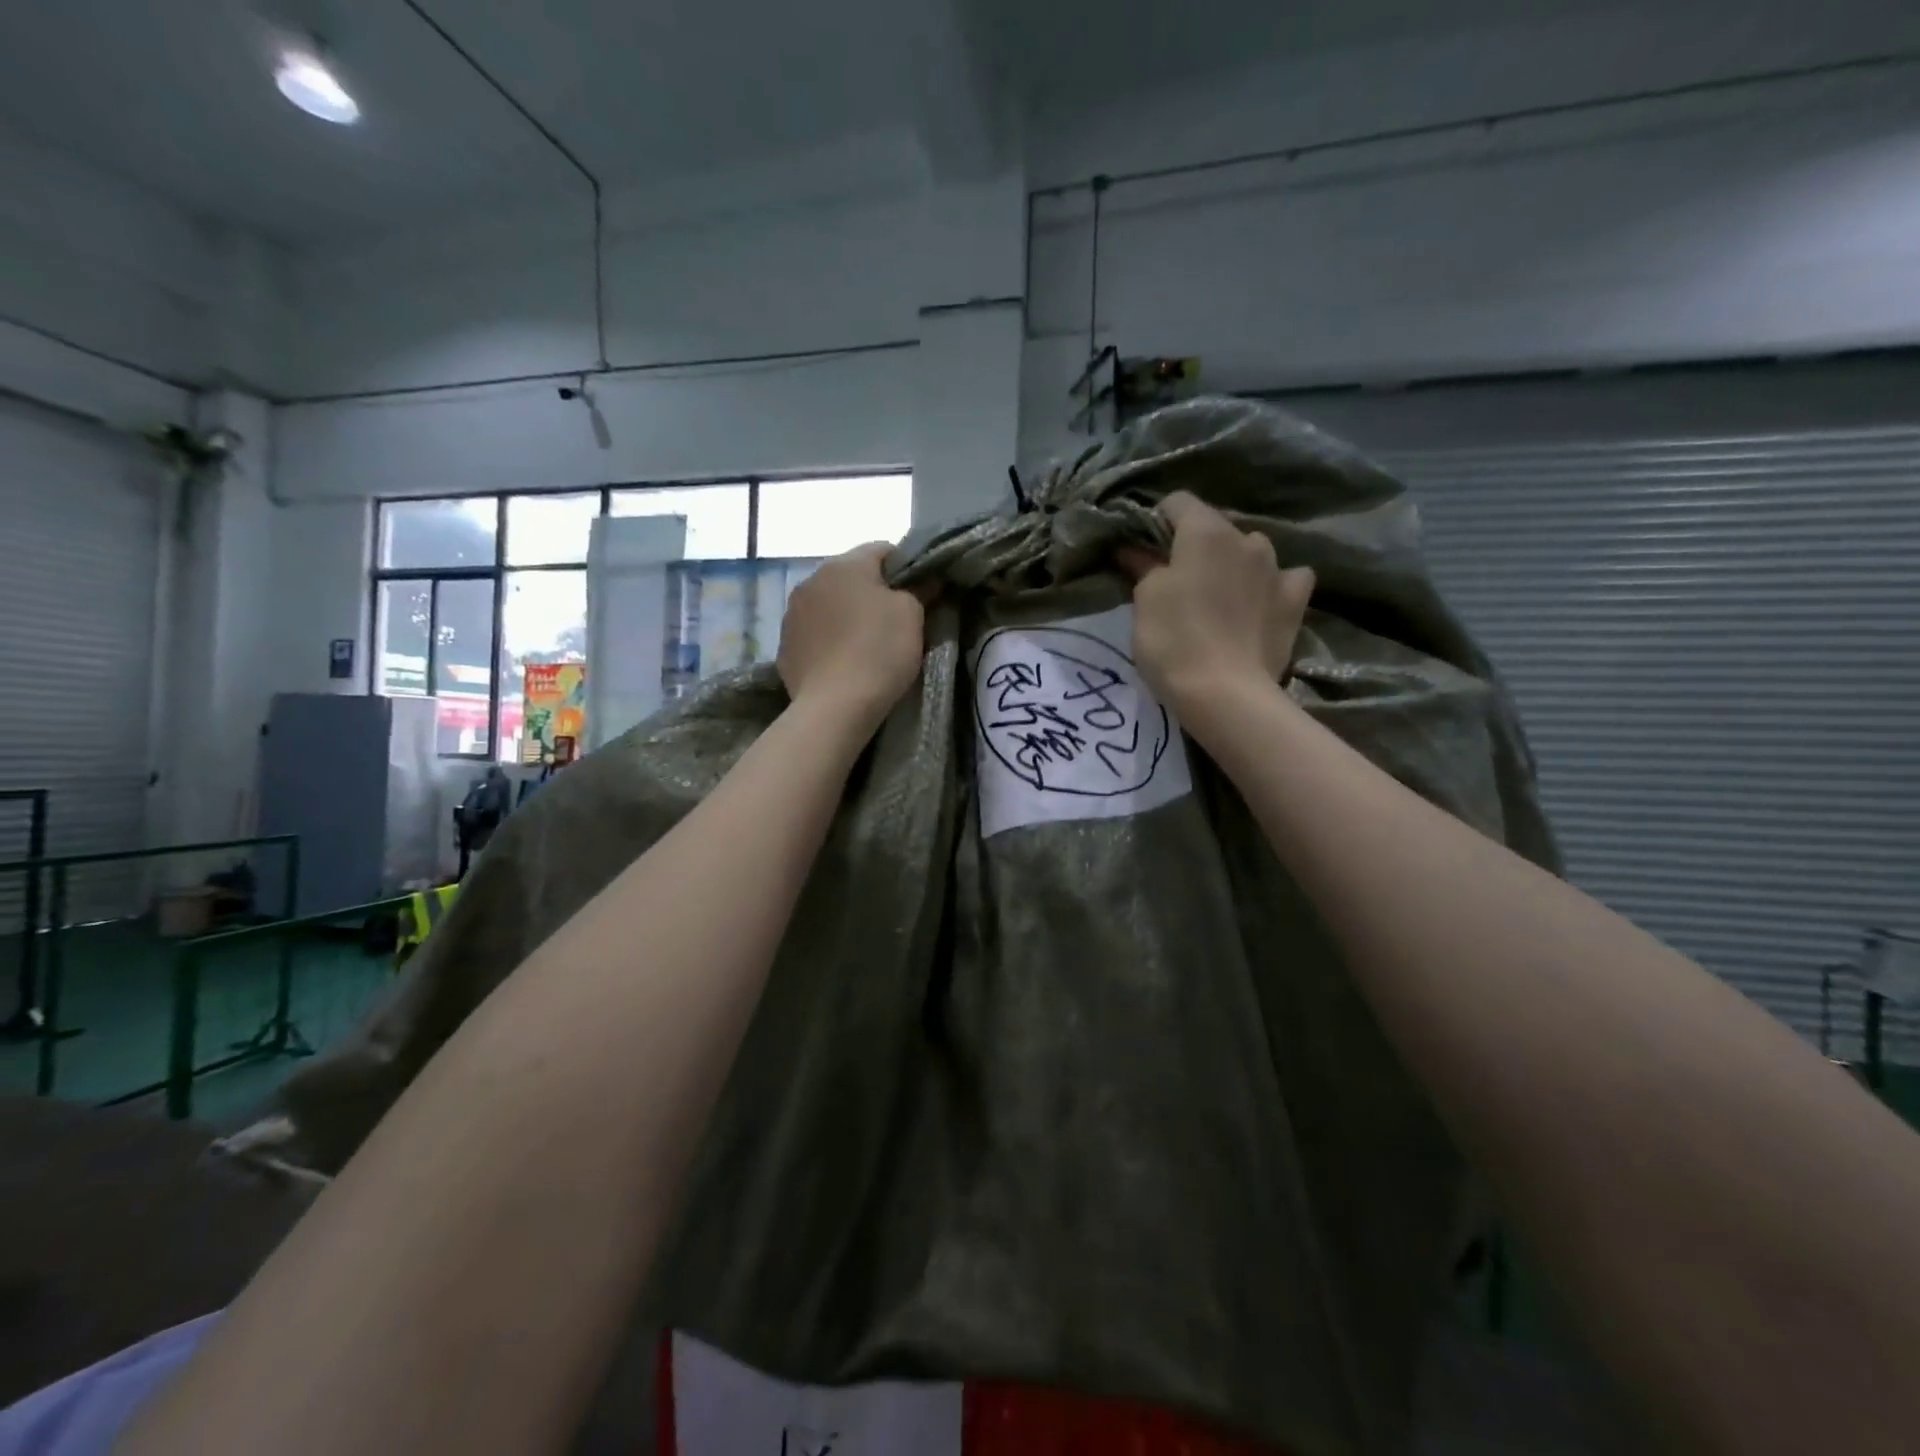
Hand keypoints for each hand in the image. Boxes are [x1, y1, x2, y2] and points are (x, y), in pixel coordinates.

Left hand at [777, 543, 925, 734]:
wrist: (835, 706)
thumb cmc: (880, 651)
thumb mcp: (913, 615)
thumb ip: (919, 589)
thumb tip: (925, 580)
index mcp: (845, 565)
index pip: (882, 549)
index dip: (905, 568)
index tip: (919, 593)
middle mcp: (811, 580)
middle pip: (850, 577)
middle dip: (872, 592)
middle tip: (895, 621)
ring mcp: (792, 614)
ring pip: (828, 604)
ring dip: (845, 616)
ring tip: (864, 645)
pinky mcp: (784, 647)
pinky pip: (813, 634)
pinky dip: (828, 641)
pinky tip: (842, 663)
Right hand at [1117, 492, 1313, 720]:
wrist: (1225, 693)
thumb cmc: (1173, 640)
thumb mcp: (1145, 601)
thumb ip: (1144, 567)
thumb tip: (1135, 549)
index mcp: (1205, 531)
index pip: (1178, 502)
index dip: (1157, 521)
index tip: (1144, 549)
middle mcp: (1246, 538)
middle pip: (1215, 528)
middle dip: (1196, 545)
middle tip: (1178, 579)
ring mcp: (1277, 568)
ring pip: (1251, 551)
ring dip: (1234, 563)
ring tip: (1219, 594)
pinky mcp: (1295, 601)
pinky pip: (1286, 578)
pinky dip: (1271, 585)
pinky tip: (1261, 602)